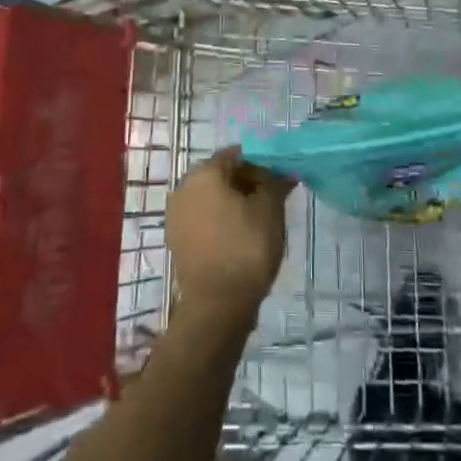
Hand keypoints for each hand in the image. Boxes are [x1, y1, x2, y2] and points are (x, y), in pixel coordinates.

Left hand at [166, 150, 290, 322]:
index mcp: (204, 173)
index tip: (280, 178)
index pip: (237, 155)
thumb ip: (276, 183)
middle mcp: (184, 187)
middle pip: (221, 174)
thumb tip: (284, 171)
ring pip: (211, 196)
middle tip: (272, 197)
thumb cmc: (246, 248)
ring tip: (259, 218)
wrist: (216, 305)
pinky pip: (203, 217)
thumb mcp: (270, 210)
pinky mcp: (177, 238)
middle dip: (247, 181)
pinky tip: (240, 235)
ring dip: (234, 201)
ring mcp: (176, 214)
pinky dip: (220, 219)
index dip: (261, 162)